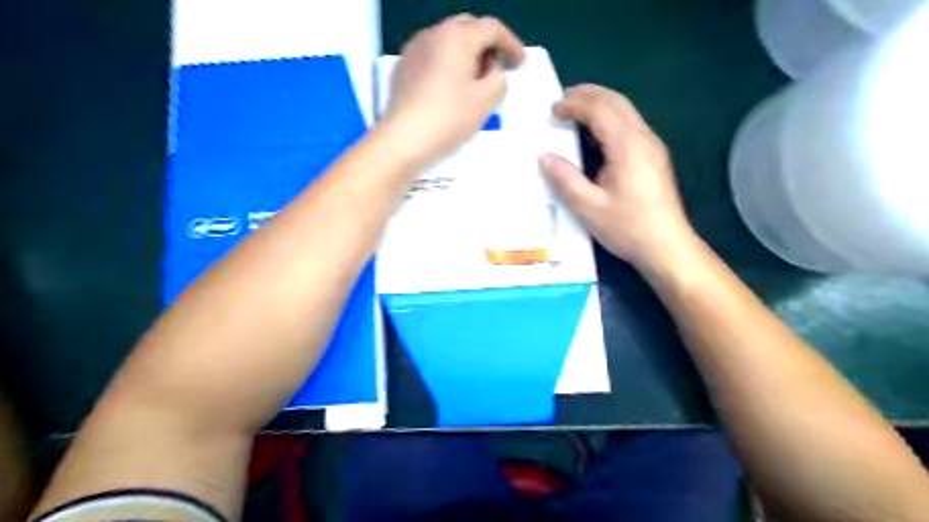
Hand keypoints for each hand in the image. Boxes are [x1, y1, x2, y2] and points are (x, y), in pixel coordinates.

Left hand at [384, 14, 521, 162]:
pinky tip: (451, 84)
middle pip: (468, 27)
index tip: (520, 64)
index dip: (511, 44)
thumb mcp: (486, 100)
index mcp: (458, 36)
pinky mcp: (403, 66)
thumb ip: (498, 77)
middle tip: (499, 66)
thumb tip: (490, 68)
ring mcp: (415, 48)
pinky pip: (432, 54)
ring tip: (475, 77)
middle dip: (487, 43)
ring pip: (448, 39)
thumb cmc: (450, 118)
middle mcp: (434, 33)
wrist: (404, 139)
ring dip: (466, 52)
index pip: (492, 28)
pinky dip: (448, 61)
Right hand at [538, 84, 696, 271]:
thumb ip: (565, 179)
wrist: (667, 247)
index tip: (552, 110)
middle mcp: (643, 138)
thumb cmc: (627, 227)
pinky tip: (595, 134)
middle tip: (561, 99)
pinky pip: (629, 125)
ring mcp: (652, 146)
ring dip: (599, 104)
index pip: (600, 110)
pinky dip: (609, 118)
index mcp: (627, 146)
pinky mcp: (654, 157)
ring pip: (625, 111)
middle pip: (616, 101)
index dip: (574, 104)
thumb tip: (544, 157)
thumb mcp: (589, 207)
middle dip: (588, 94)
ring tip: (574, 110)